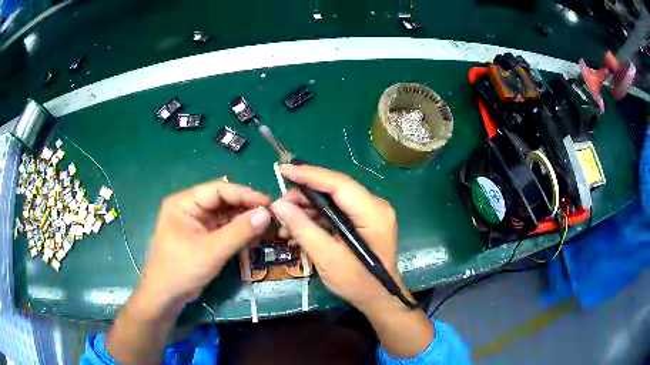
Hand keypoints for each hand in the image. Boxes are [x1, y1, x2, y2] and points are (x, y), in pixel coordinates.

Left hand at [140, 179, 270, 313]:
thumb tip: (266, 214)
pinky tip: (253, 236)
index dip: (244, 194)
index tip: (267, 202)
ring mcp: (196, 223)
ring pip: (225, 215)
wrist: (166, 296)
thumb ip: (239, 232)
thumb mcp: (211, 251)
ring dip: (243, 220)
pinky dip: (238, 232)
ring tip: (266, 226)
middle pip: (222, 201)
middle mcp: (190, 208)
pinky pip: (223, 229)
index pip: (218, 189)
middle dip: (245, 208)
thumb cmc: (182, 269)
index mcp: (184, 203)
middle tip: (270, 215)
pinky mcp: (202, 237)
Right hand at [271, 165, 433, 357]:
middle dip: (304, 197)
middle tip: (279, 207)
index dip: (310, 175)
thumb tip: (279, 205)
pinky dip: (316, 220)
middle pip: (334, 190)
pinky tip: (297, 231)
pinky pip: (336, 213)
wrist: (379, 299)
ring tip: (283, 225)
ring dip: (307, 211)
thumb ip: (303, 229)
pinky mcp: (363, 222)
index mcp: (372, 213)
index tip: (284, 169)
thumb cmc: (358, 283)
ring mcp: (370, 214)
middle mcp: (374, 206)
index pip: (338, 184)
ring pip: (333, 201)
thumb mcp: (327, 258)